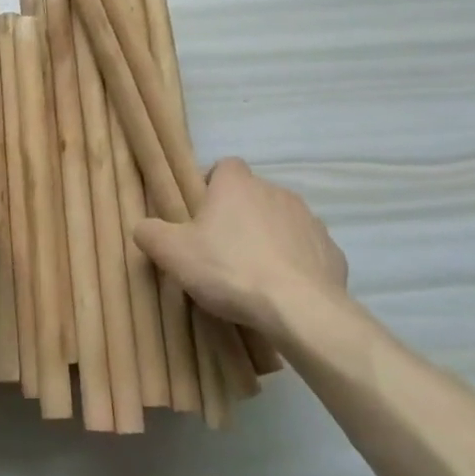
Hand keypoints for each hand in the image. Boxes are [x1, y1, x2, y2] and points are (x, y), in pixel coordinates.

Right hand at [134, 158, 346, 340]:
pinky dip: (294, 263)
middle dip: (238, 216)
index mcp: (237, 184)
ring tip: (252, 273)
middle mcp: (276, 191)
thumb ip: (150, 233)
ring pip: (280, 221)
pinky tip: (281, 289)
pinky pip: (305, 250)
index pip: (224, 166)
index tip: (200, 215)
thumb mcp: (172, 253)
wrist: (299, 309)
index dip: (211, 185)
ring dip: (267, 238)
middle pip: (252, 195)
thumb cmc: (229, 269)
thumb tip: (143, 227)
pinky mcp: (331, 251)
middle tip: (220, 250)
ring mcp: (309, 220)